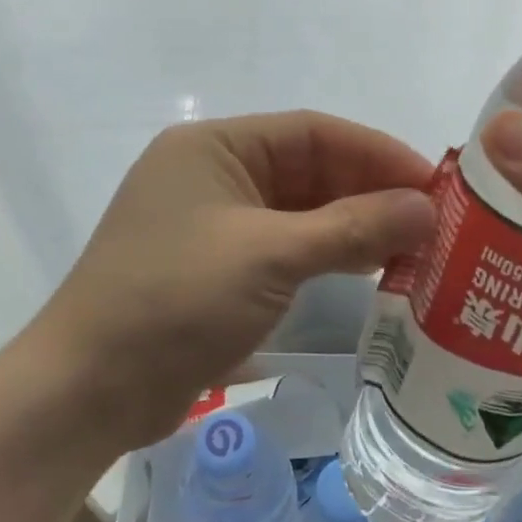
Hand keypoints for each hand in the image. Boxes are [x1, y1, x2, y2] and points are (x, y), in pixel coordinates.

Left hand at [28, 112, 434, 450]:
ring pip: (301, 211)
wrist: (88, 390)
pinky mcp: (218, 267)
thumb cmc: (175, 301)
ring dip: (354, 225)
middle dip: (370, 191)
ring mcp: (214, 223)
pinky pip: (285, 247)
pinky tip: (370, 269)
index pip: (313, 131)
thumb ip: (352, 228)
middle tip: (434, 220)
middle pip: (309, 169)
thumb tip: (426, 208)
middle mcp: (214, 173)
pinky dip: (327, 254)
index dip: (377, 153)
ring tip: (415, 246)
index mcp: (215, 146)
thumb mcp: (270, 256)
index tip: (433, 182)